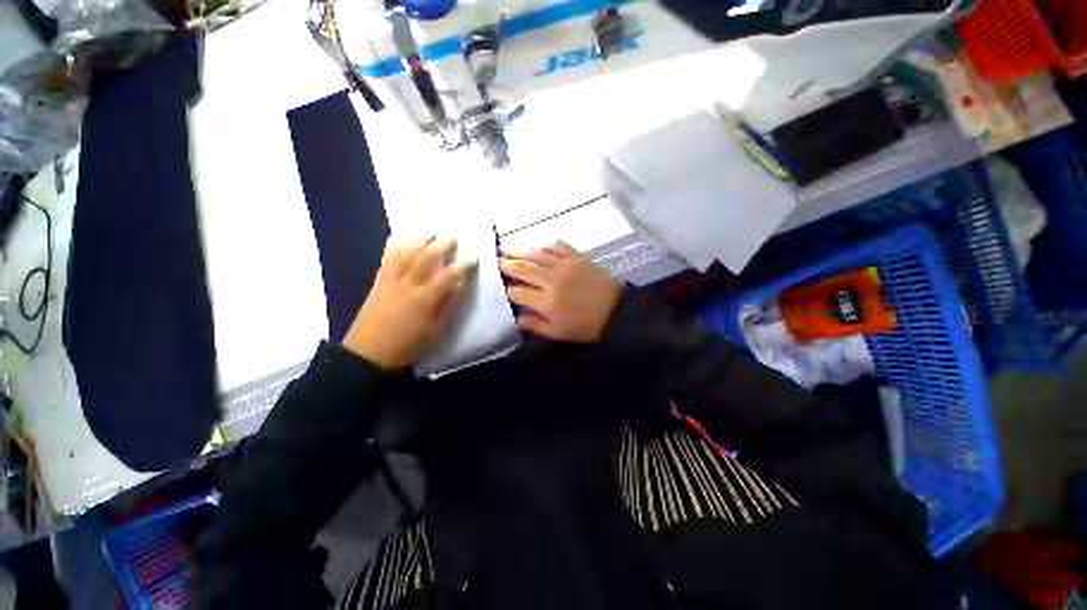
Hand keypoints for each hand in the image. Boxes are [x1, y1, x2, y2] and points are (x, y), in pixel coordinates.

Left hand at [343, 237, 476, 368]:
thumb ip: (448, 306)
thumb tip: (460, 286)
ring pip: (405, 253)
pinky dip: (395, 246)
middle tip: (453, 236)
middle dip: (441, 245)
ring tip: (430, 232)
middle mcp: (408, 284)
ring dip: (419, 240)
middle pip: (426, 257)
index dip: (463, 265)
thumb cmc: (407, 345)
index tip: (474, 257)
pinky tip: (401, 239)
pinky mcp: (379, 281)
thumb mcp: (435, 331)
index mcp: (425, 298)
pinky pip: (387, 258)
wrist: (368, 353)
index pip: (448, 276)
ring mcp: (391, 280)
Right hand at [500, 241, 621, 342]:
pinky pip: (557, 245)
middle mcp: (552, 281)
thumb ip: (534, 325)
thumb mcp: (558, 333)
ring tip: (506, 247)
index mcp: (546, 302)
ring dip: (518, 250)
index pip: (517, 291)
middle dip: (506, 264)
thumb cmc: (586, 326)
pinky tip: (538, 246)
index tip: (502, 287)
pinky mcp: (577, 257)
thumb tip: (515, 316)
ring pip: (536, 254)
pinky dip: (545, 244)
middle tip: (495, 260)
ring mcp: (565, 265)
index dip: (507, 289)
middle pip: (522, 268)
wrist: (616, 312)